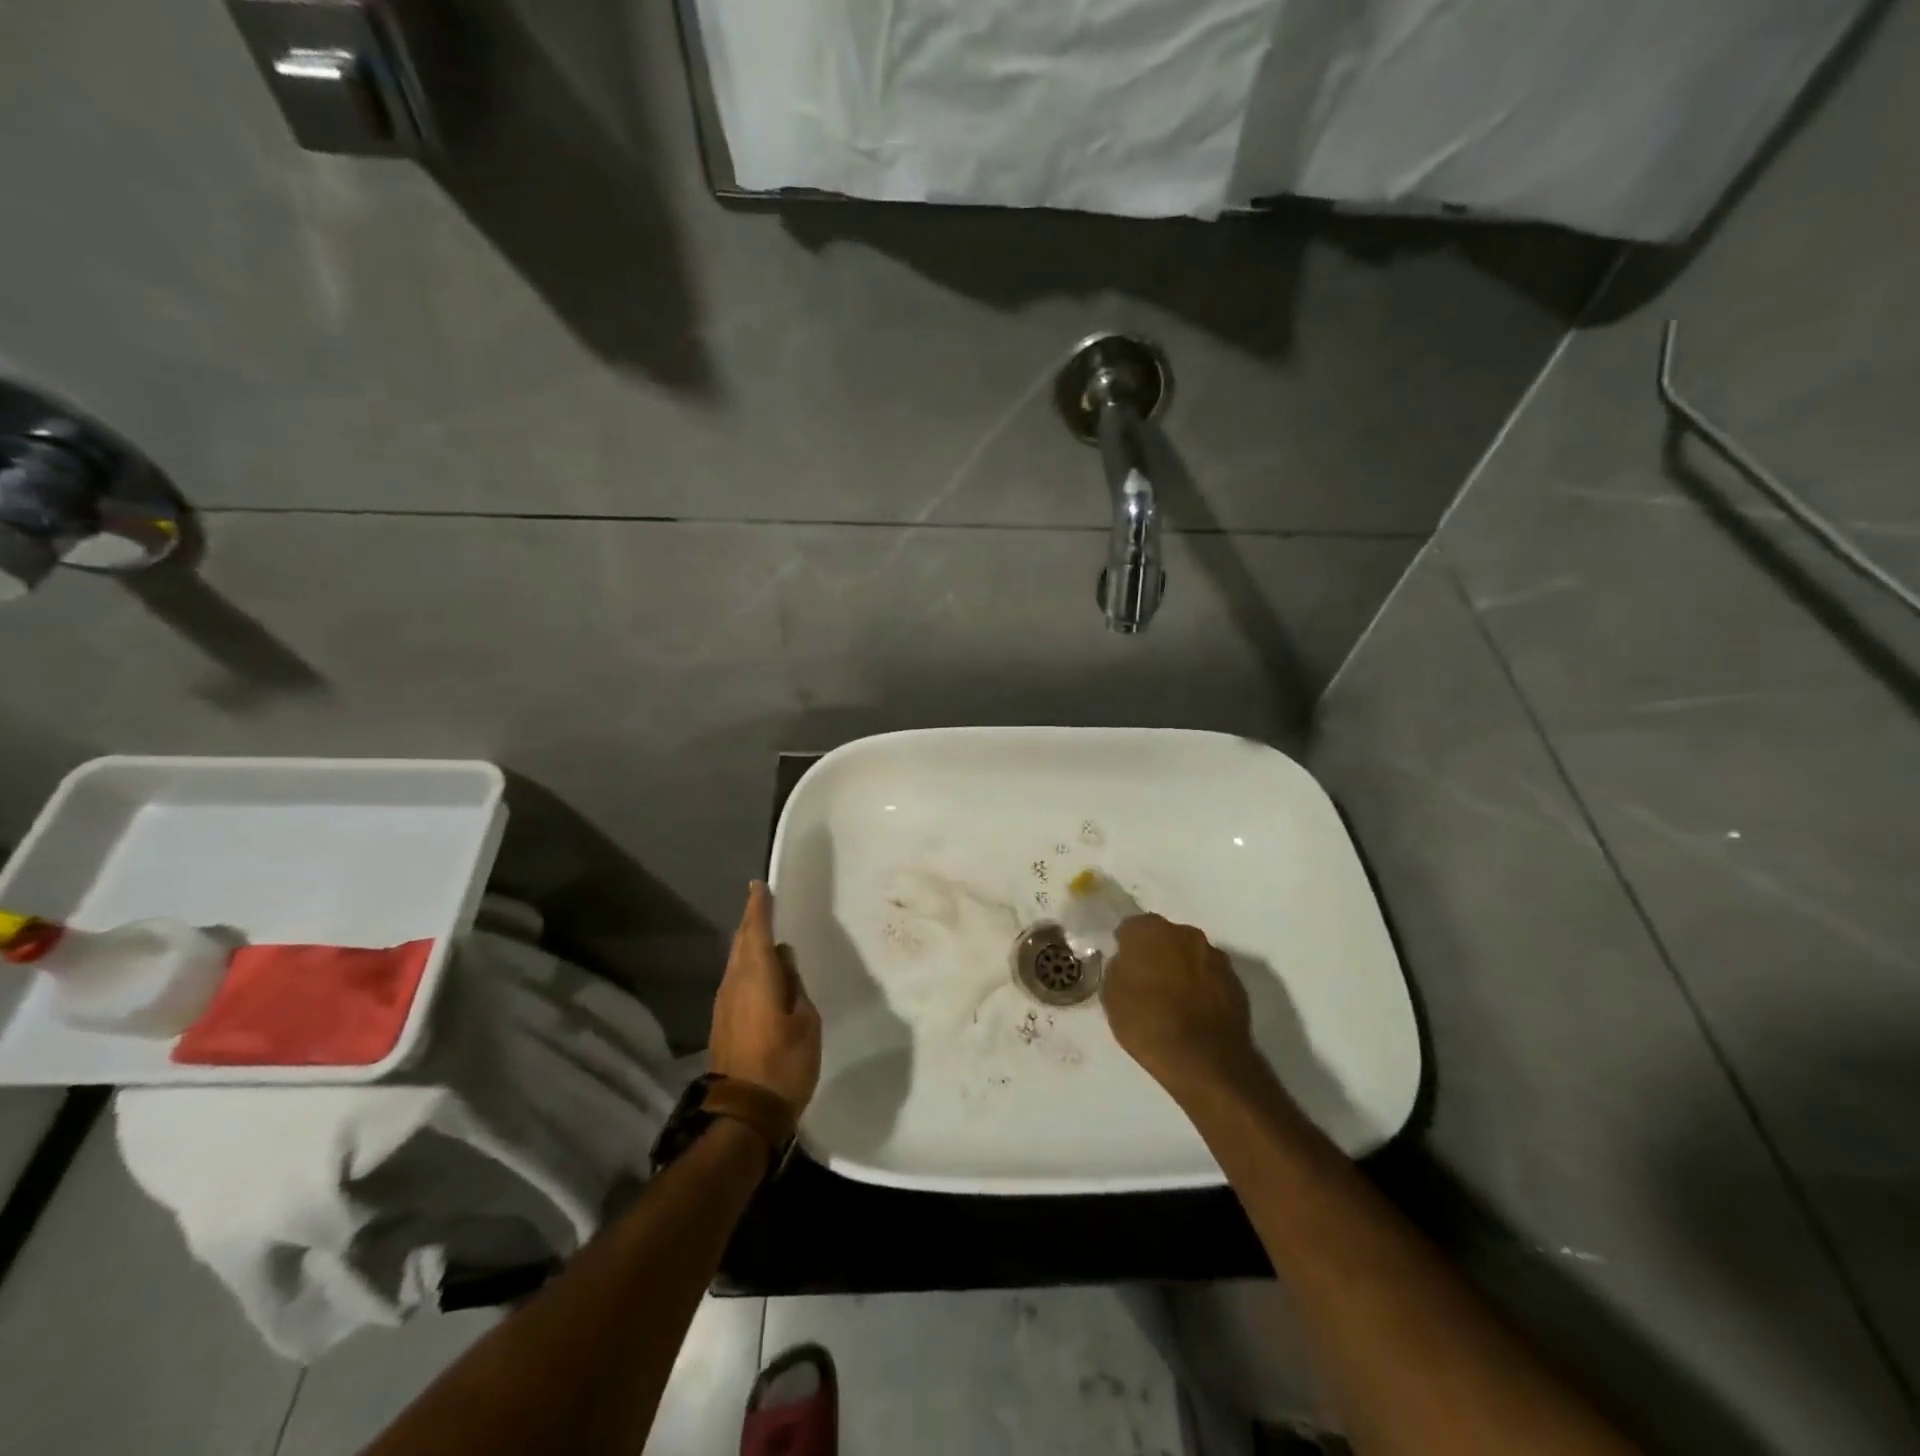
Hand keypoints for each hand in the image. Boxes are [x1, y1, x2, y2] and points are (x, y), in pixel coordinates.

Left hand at [709, 882, 821, 1113]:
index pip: (756, 930)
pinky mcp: (723, 1022)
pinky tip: (763, 973)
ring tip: (767, 936)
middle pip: (741, 943)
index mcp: (756, 977)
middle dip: (751, 922)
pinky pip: (737, 981)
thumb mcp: (806, 1021)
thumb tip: (784, 961)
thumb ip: (795, 986)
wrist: (743, 1114)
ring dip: (749, 945)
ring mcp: (724, 1004)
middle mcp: (734, 983)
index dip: (758, 907)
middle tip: (764, 904)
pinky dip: (748, 967)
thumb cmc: (784, 1063)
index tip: (759, 885)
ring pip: (736, 962)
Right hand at [1102, 913, 1263, 1100]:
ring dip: (1182, 969)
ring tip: (1174, 1000)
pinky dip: (1202, 987)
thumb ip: (1118, 969)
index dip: (1126, 946)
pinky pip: (1210, 977)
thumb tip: (1127, 963)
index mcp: (1150, 931)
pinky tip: (1195, 1012)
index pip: (1131, 928)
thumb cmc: (1149, 1024)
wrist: (1206, 1061)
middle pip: (1164, 937)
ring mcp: (1215, 956)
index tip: (1124, 966)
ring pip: (1190, 955)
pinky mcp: (1236, 981)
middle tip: (1147, 982)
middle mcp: (1185, 933)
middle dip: (1156, 953)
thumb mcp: (1112, 997)